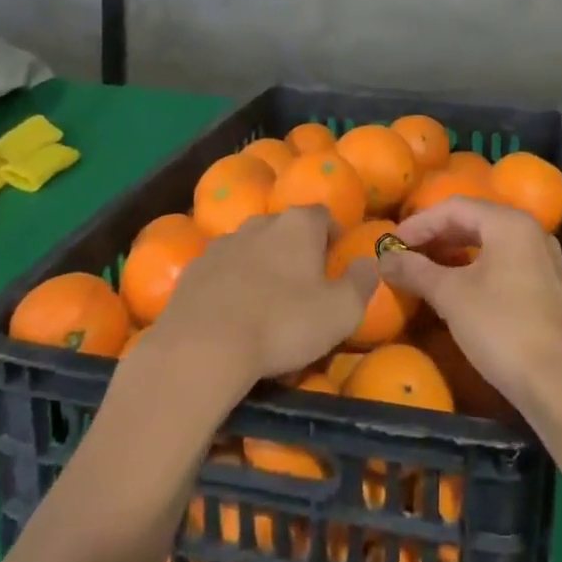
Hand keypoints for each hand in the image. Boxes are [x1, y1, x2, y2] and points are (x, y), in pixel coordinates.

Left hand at [145, 205, 377, 388]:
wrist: (202, 346)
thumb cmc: (283, 324)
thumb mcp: (341, 312)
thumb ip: (361, 282)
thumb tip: (369, 262)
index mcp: (299, 225)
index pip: (323, 215)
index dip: (332, 236)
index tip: (335, 263)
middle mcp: (260, 223)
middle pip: (285, 228)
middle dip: (295, 249)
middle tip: (303, 285)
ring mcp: (222, 244)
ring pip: (251, 247)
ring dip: (261, 265)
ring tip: (266, 302)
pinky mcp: (192, 270)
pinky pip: (221, 270)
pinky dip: (230, 283)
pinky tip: (233, 314)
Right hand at [379, 197, 561, 411]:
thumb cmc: (502, 327)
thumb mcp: (452, 296)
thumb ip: (416, 271)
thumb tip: (385, 258)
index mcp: (509, 222)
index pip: (454, 207)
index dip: (418, 224)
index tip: (390, 246)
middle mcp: (530, 232)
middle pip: (474, 221)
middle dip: (436, 237)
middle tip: (404, 257)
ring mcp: (543, 260)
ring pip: (490, 244)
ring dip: (454, 254)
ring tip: (424, 273)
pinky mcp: (548, 288)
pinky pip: (504, 265)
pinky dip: (475, 270)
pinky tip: (457, 292)